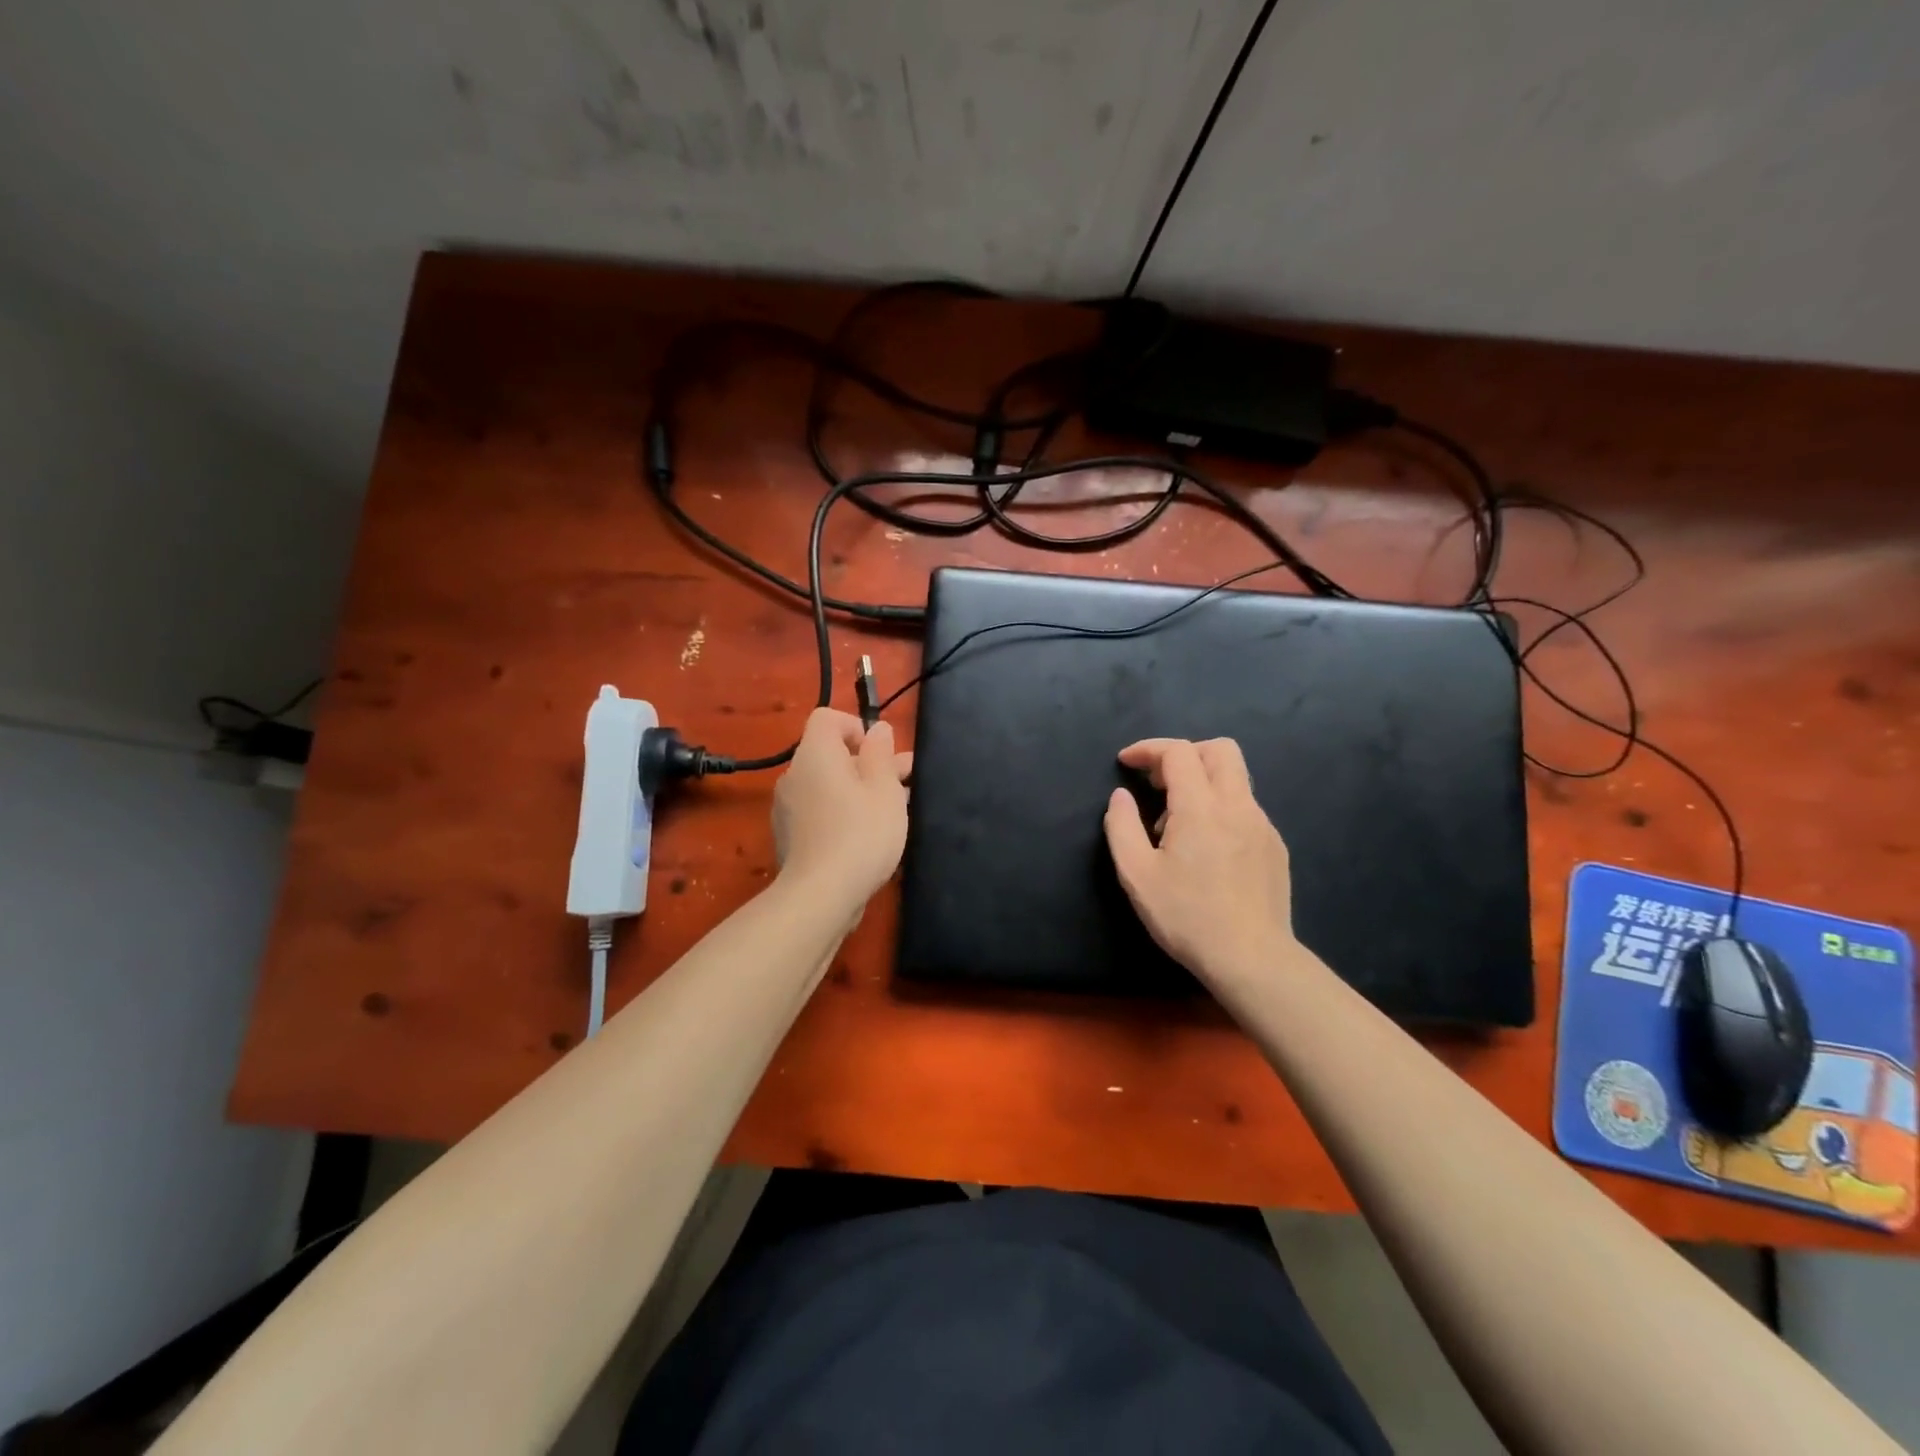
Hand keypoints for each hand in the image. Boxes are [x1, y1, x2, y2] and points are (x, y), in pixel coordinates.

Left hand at [772, 708, 911, 906]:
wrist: (820, 896)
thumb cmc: (861, 833)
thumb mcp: (884, 789)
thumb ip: (881, 754)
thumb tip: (878, 729)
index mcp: (815, 755)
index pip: (827, 718)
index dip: (857, 726)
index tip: (882, 752)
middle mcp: (794, 775)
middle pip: (831, 755)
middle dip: (869, 763)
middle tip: (905, 781)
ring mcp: (788, 808)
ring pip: (828, 786)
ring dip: (860, 790)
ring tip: (895, 810)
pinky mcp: (791, 837)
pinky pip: (820, 811)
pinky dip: (843, 814)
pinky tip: (869, 836)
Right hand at [1103, 738, 1296, 989]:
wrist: (1251, 959)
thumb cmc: (1186, 917)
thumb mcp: (1137, 875)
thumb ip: (1122, 826)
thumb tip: (1121, 796)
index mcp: (1201, 808)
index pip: (1178, 752)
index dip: (1149, 749)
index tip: (1126, 763)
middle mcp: (1237, 805)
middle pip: (1219, 749)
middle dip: (1184, 754)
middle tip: (1158, 783)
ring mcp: (1262, 825)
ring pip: (1236, 777)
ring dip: (1202, 781)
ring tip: (1176, 823)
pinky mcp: (1274, 846)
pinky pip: (1245, 807)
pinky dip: (1219, 807)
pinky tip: (1205, 848)